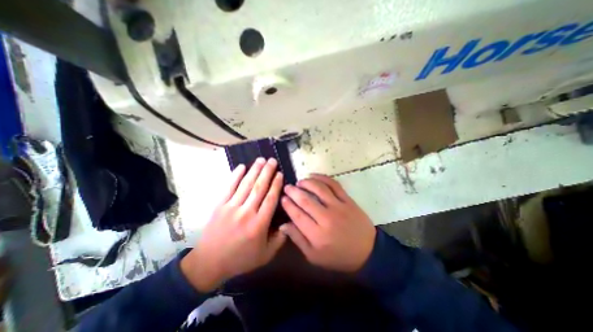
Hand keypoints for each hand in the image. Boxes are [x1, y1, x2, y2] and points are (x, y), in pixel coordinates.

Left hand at [182, 157, 285, 291]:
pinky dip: (235, 175)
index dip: (276, 184)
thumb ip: (280, 238)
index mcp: (259, 224)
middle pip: (259, 188)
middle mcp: (246, 213)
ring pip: (246, 185)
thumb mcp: (266, 254)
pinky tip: (241, 166)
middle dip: (267, 172)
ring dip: (254, 170)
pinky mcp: (219, 205)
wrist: (209, 263)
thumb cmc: (241, 258)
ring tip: (261, 159)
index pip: (270, 199)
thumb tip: (288, 221)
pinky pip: (229, 187)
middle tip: (272, 160)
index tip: (280, 173)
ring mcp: (231, 207)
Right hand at [281, 173, 373, 272]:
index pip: (297, 215)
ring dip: (307, 183)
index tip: (282, 198)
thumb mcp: (314, 256)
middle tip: (287, 187)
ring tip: (300, 182)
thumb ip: (298, 239)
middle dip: (293, 192)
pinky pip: (334, 185)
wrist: (367, 252)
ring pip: (319, 189)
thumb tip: (283, 225)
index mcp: (317, 235)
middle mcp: (327, 218)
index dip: (288, 205)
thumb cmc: (338, 256)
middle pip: (305, 200)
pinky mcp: (348, 200)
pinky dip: (323, 178)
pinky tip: (314, 176)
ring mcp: (339, 207)